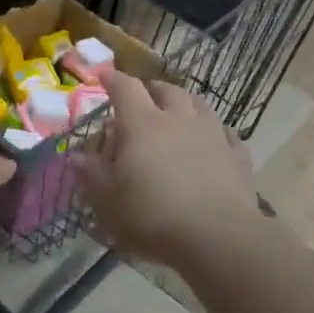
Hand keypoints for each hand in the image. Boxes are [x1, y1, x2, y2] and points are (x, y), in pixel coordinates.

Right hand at [78, 71, 258, 268]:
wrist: (218, 237)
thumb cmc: (153, 215)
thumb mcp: (109, 200)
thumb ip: (92, 175)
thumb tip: (75, 156)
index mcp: (143, 124)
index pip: (125, 88)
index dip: (113, 79)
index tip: (104, 76)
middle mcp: (179, 119)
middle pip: (166, 90)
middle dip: (152, 89)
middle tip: (143, 96)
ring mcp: (212, 134)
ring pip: (199, 105)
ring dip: (185, 104)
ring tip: (178, 112)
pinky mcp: (237, 156)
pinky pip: (226, 133)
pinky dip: (215, 132)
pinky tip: (214, 141)